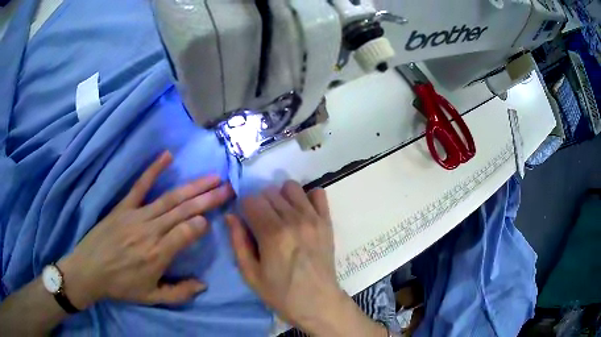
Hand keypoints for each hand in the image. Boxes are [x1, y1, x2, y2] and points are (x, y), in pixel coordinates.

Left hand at [58, 151, 233, 308]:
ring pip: (169, 198)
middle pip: (183, 211)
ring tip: (212, 177)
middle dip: (207, 198)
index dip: (202, 222)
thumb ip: (179, 293)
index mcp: (158, 255)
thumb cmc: (121, 286)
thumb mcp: (152, 298)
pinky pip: (140, 186)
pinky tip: (167, 156)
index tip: (215, 215)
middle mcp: (150, 231)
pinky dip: (154, 170)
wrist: (89, 270)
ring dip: (192, 187)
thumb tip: (203, 283)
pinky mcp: (123, 207)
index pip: (187, 233)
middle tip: (227, 187)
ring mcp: (136, 216)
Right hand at [225, 182, 343, 332]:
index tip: (247, 221)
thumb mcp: (250, 274)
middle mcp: (293, 220)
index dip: (244, 209)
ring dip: (281, 197)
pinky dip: (307, 197)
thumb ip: (238, 242)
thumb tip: (231, 216)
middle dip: (260, 203)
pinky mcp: (327, 222)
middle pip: (269, 192)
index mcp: (272, 234)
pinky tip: (302, 212)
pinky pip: (318, 193)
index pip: (251, 200)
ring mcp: (313, 218)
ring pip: (291, 187)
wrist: (318, 302)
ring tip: (281, 215)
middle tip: (262, 222)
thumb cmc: (280, 293)